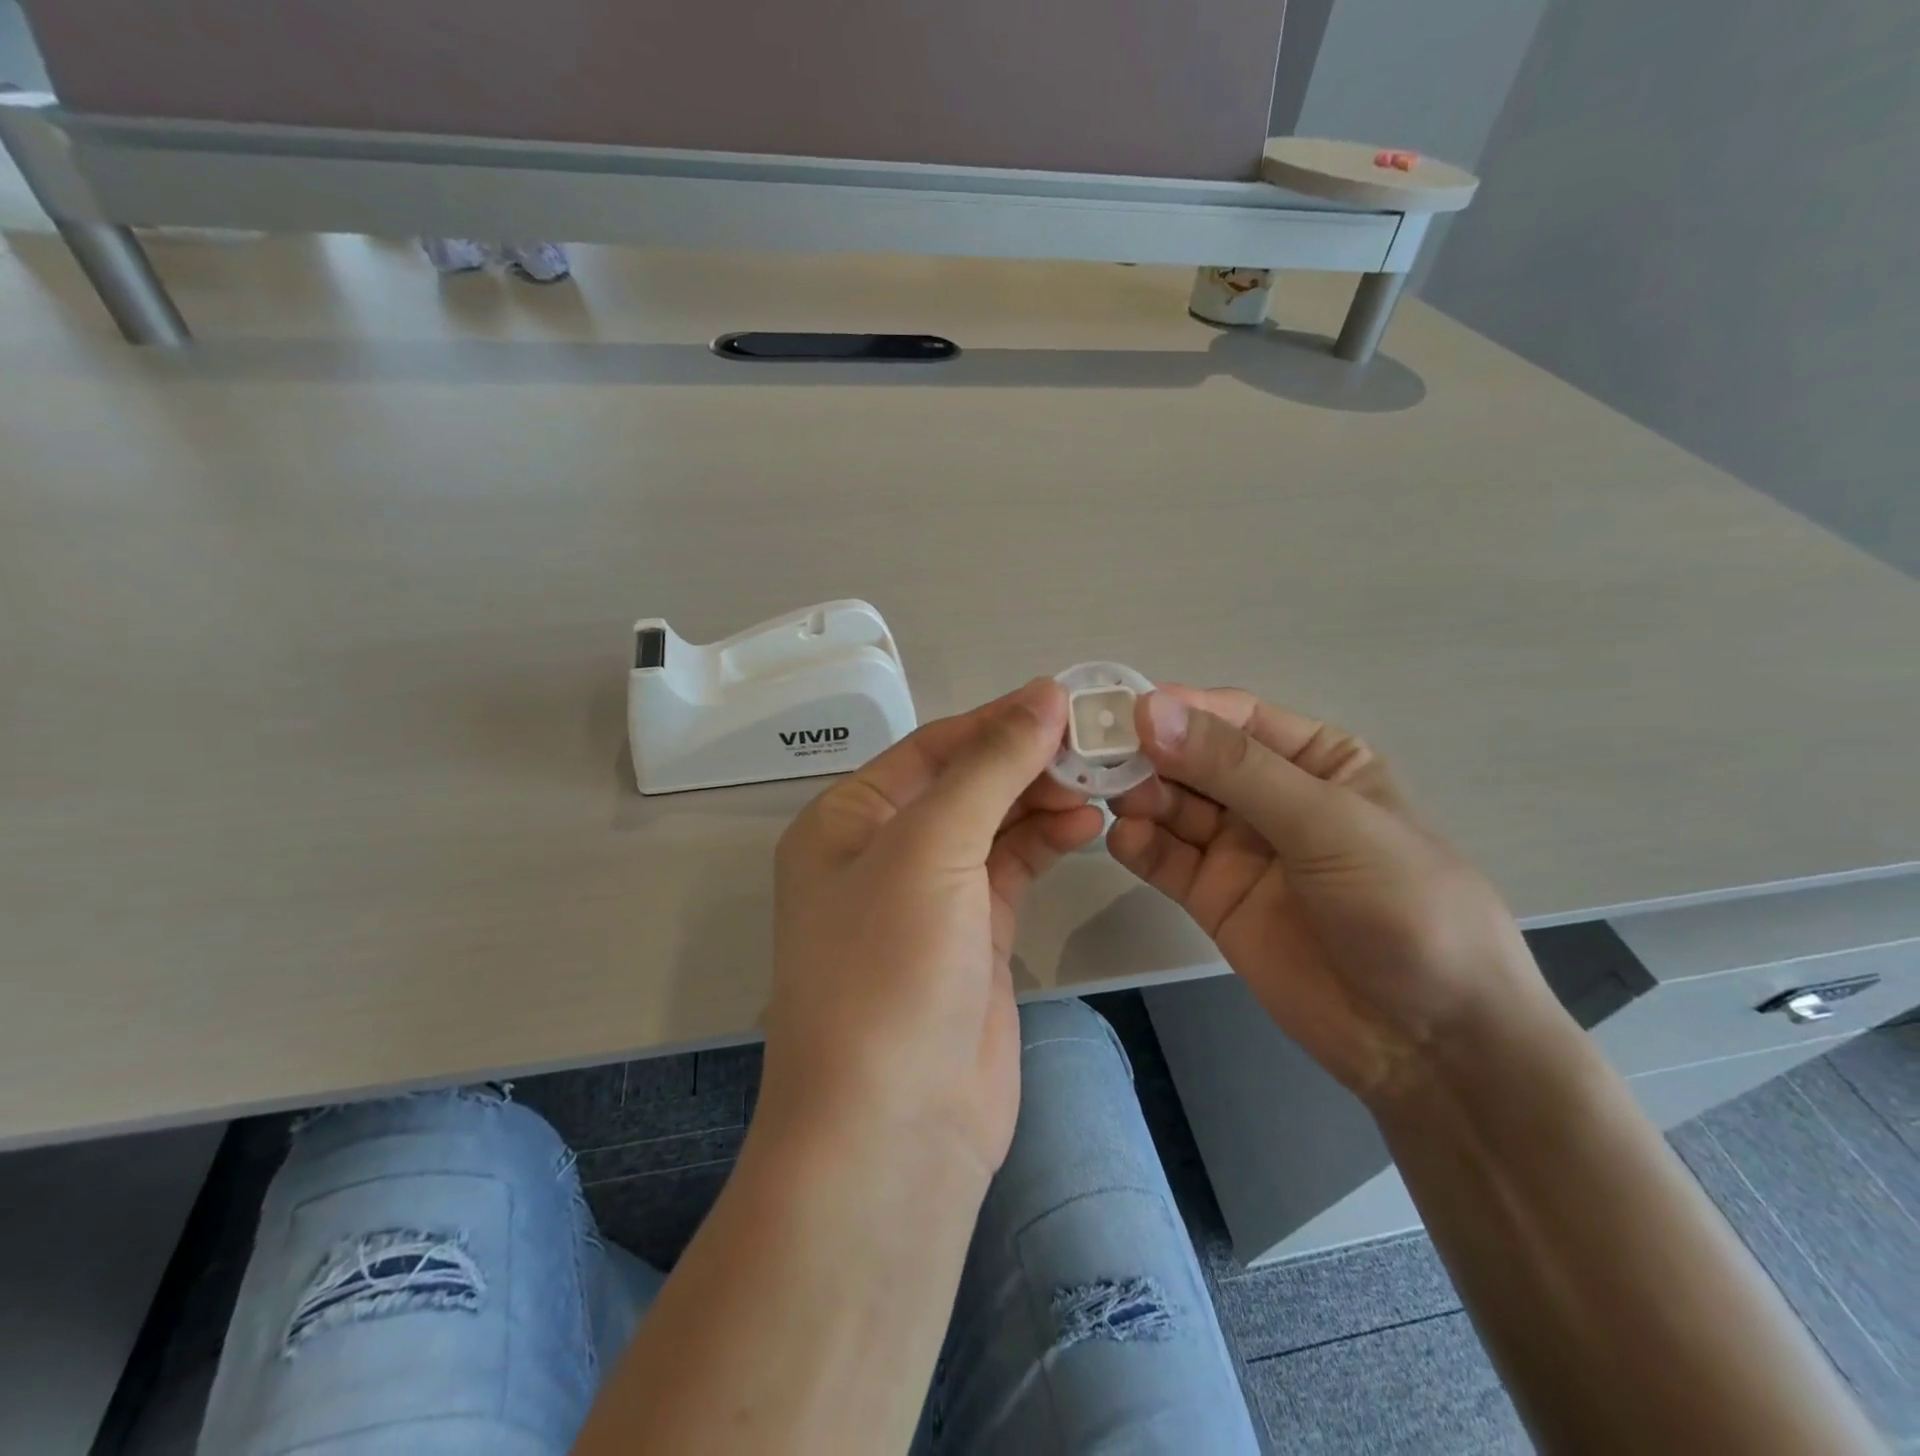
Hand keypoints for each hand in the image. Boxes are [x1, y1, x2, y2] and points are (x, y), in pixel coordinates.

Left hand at [764, 679, 1104, 1181]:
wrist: (894, 1129)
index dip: (996, 721)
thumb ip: (990, 768)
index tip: (1065, 700)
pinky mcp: (973, 938)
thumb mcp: (931, 848)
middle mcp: (882, 852)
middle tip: (1096, 744)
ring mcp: (930, 898)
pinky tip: (1085, 824)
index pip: (931, 749)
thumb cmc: (889, 970)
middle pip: (964, 784)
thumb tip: (1044, 695)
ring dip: (1041, 800)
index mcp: (847, 820)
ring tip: (1099, 783)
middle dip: (1025, 762)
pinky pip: (1011, 870)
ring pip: (993, 826)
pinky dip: (1045, 843)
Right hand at [1108, 687, 1556, 1103]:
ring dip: (1139, 796)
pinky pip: (1165, 859)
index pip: (1234, 718)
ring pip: (1172, 806)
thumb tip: (1151, 709)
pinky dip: (1139, 844)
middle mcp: (1270, 796)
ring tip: (1113, 799)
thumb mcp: (1327, 823)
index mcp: (1315, 760)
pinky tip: (1124, 839)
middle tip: (1100, 757)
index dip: (1180, 709)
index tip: (1123, 709)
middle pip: (1193, 760)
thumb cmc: (1402, 907)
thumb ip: (1235, 768)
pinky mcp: (1212, 897)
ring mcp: (1238, 849)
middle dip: (1150, 755)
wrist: (1429, 1042)